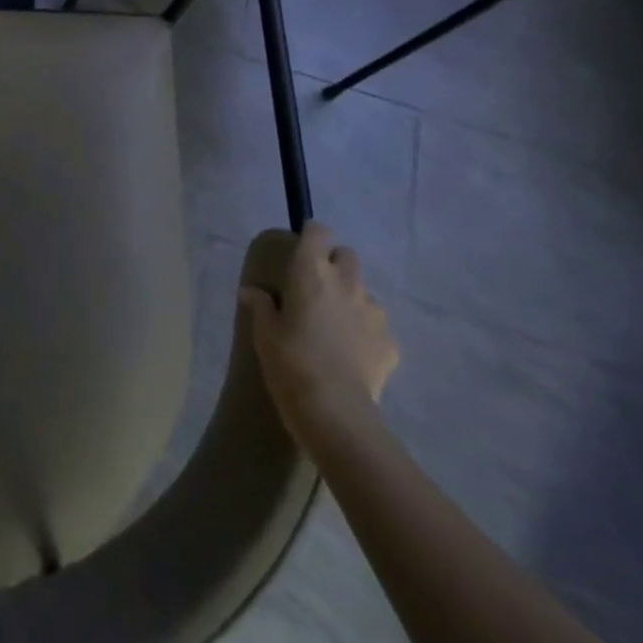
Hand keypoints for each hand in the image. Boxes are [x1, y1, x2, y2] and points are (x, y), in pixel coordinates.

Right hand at [239, 221, 397, 434]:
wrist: (334, 411)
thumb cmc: (290, 362)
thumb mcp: (263, 333)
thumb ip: (260, 305)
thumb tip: (251, 292)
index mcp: (312, 272)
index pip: (319, 231)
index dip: (311, 236)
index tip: (300, 251)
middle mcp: (346, 283)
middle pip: (347, 256)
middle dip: (335, 265)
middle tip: (317, 289)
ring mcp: (374, 312)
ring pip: (364, 293)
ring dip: (350, 301)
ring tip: (334, 330)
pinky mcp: (391, 343)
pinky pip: (376, 328)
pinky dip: (365, 335)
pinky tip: (351, 358)